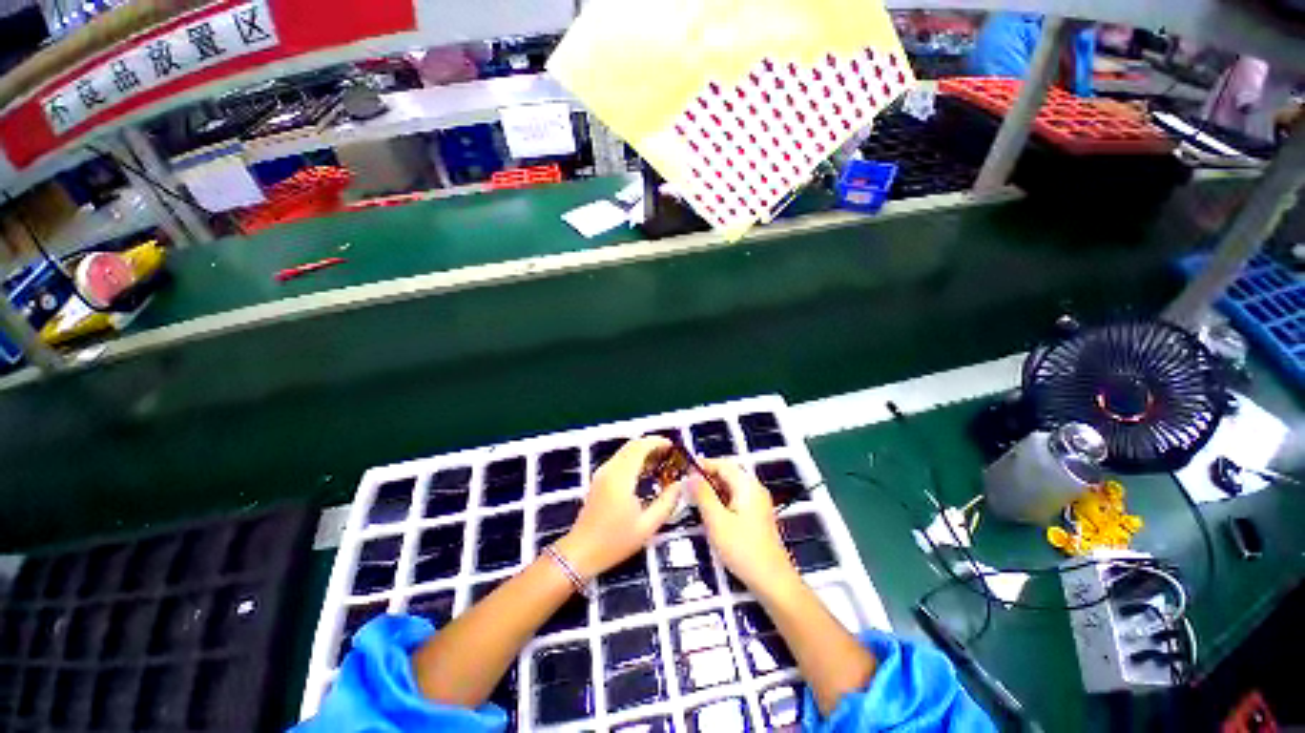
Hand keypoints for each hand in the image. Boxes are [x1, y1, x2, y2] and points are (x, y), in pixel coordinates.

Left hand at [553, 437, 682, 579]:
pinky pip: (620, 460)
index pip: (640, 447)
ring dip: (643, 451)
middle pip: (632, 445)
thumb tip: (680, 485)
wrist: (581, 552)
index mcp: (621, 477)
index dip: (657, 442)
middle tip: (670, 454)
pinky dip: (634, 459)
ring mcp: (602, 473)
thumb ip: (667, 502)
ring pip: (625, 451)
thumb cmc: (615, 542)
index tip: (673, 446)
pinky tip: (645, 473)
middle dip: (652, 445)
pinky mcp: (599, 479)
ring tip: (661, 463)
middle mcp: (610, 469)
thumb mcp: (647, 526)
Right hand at [689, 459, 797, 591]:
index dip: (702, 465)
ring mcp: (757, 502)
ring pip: (730, 487)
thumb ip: (702, 495)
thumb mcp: (716, 520)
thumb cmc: (743, 549)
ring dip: (712, 490)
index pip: (722, 464)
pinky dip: (721, 501)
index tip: (683, 473)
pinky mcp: (756, 516)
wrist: (772, 581)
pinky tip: (710, 514)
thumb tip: (690, 476)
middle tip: (686, 488)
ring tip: (694, 501)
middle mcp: (754, 489)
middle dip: (706, 478)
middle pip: (727, 474)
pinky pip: (735, 499)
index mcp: (747, 485)